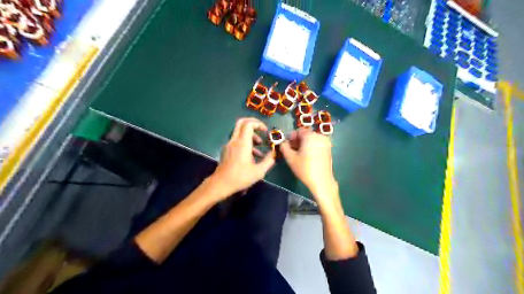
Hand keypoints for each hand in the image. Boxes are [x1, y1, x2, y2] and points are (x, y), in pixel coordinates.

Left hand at [210, 118, 275, 199]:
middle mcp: (234, 141)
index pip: (249, 124)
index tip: (266, 131)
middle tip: (261, 130)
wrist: (221, 184)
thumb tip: (275, 153)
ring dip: (250, 136)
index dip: (258, 124)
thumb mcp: (259, 171)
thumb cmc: (240, 177)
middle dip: (253, 124)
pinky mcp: (226, 151)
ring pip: (240, 132)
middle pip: (241, 123)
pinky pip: (237, 141)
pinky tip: (252, 156)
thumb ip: (269, 160)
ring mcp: (229, 145)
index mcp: (242, 143)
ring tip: (260, 147)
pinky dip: (245, 143)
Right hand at [280, 129, 337, 201]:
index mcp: (310, 136)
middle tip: (292, 150)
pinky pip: (317, 144)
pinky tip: (307, 157)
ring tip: (299, 154)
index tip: (288, 146)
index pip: (298, 131)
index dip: (291, 138)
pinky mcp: (328, 149)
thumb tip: (283, 143)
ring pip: (311, 139)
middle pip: (305, 134)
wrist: (322, 181)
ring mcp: (326, 142)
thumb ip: (284, 147)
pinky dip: (311, 147)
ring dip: (304, 144)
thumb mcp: (290, 158)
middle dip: (298, 141)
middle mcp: (320, 136)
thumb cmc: (305, 169)